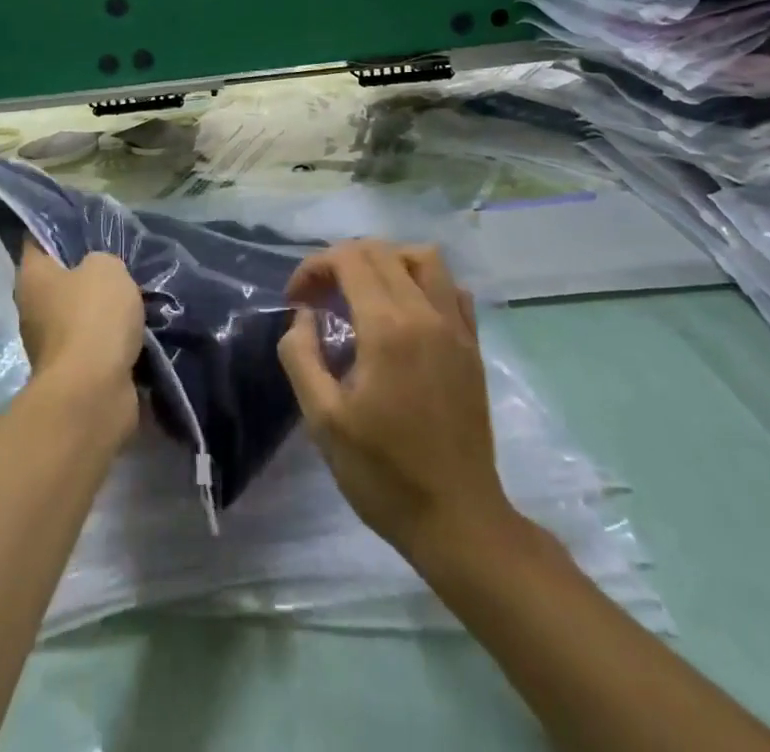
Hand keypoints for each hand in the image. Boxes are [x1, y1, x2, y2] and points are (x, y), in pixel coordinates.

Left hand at [14, 238, 143, 441]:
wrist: (94, 393)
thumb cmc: (92, 317)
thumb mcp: (106, 268)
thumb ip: (101, 260)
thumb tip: (98, 272)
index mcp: (32, 276)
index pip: (37, 239)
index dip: (58, 227)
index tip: (84, 220)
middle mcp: (32, 307)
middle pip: (60, 278)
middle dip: (87, 270)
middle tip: (119, 258)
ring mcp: (50, 343)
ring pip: (79, 312)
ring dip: (103, 307)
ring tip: (136, 293)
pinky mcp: (72, 371)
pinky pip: (95, 342)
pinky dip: (112, 337)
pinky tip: (138, 326)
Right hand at [278, 240, 512, 562]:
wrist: (458, 519)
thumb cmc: (383, 473)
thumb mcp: (322, 420)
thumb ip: (302, 356)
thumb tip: (304, 317)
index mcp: (387, 327)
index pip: (349, 259)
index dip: (314, 267)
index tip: (296, 300)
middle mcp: (425, 313)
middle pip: (382, 251)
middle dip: (342, 260)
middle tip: (320, 296)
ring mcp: (456, 327)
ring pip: (424, 257)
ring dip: (387, 260)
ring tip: (363, 291)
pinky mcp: (472, 345)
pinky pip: (451, 288)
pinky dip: (423, 283)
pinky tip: (405, 312)